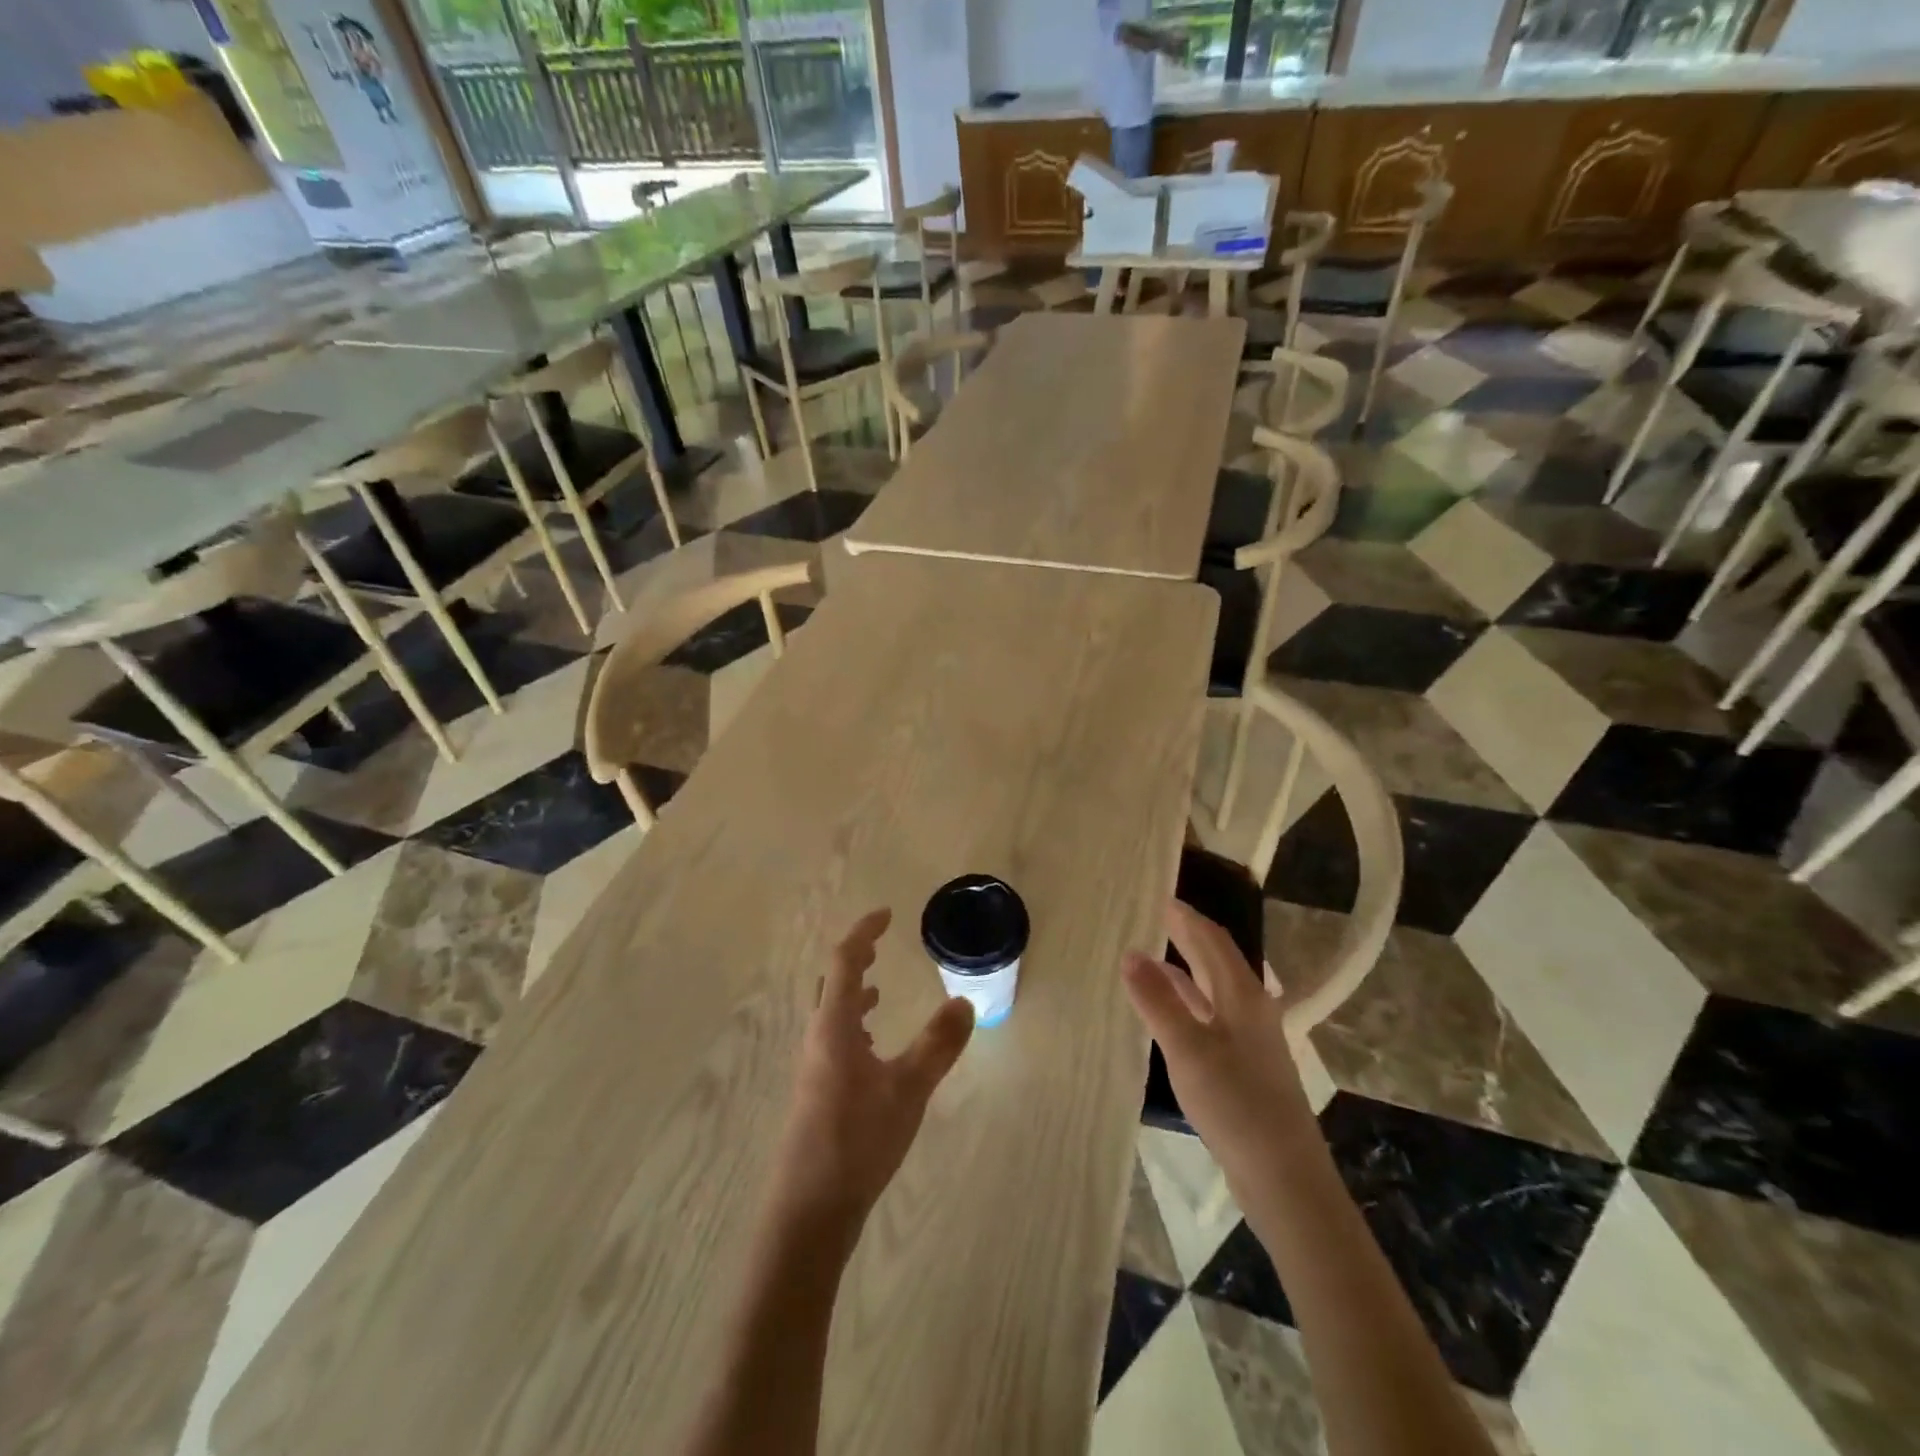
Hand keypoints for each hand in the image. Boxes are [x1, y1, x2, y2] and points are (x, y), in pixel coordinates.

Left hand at [767, 909, 974, 1246]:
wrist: (808, 1212)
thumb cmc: (856, 1141)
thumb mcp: (908, 1090)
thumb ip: (937, 1045)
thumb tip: (964, 1002)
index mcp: (834, 1027)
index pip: (844, 962)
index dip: (864, 934)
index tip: (886, 915)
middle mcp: (818, 1039)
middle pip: (831, 985)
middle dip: (855, 961)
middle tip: (880, 948)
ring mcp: (813, 1070)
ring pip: (831, 1016)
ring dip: (852, 995)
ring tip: (877, 991)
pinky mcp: (816, 1096)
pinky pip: (834, 1042)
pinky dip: (853, 1028)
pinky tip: (872, 1052)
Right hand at [1123, 901, 1316, 1180]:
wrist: (1284, 1176)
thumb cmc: (1236, 1103)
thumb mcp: (1187, 1049)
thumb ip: (1157, 1000)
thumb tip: (1130, 953)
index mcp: (1242, 994)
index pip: (1211, 938)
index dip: (1184, 915)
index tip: (1155, 894)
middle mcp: (1250, 1007)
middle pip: (1216, 958)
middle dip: (1186, 934)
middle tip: (1150, 916)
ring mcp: (1250, 1037)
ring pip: (1213, 987)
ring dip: (1184, 967)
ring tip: (1149, 955)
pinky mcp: (1244, 1063)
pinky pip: (1211, 1013)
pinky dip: (1187, 1000)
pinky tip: (1167, 1010)